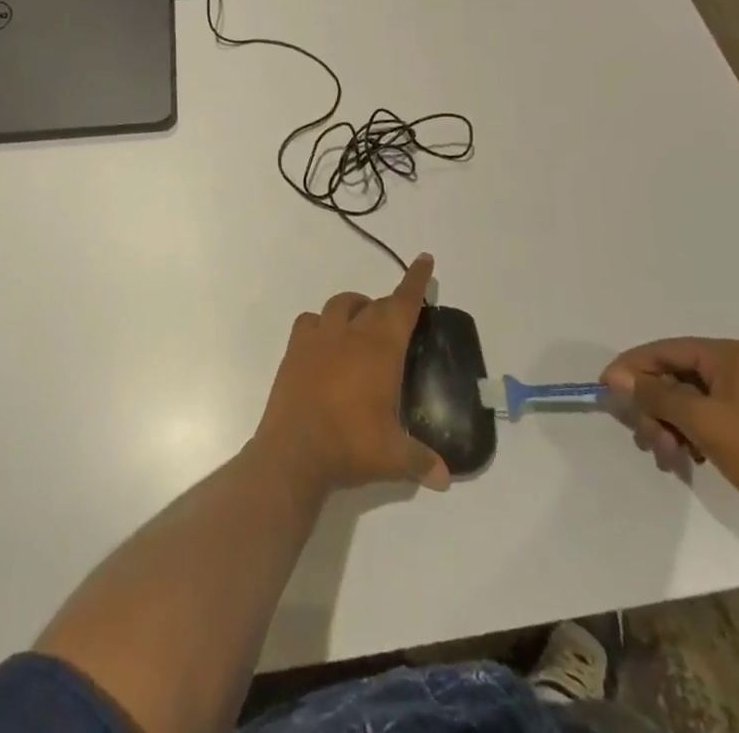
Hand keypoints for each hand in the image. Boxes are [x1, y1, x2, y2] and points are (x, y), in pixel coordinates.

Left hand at [252, 254, 449, 496]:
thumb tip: (445, 478)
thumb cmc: (350, 446)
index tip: (424, 259)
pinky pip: (309, 321)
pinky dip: (321, 322)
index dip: (415, 282)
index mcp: (379, 349)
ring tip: (363, 324)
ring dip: (355, 307)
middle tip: (399, 320)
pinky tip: (325, 340)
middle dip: (389, 306)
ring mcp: (318, 338)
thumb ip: (422, 461)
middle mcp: (349, 334)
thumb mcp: (394, 457)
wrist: (294, 451)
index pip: (402, 306)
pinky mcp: (294, 349)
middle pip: (374, 305)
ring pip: (339, 304)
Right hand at [600, 338, 738, 536]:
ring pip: (691, 400)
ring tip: (665, 455)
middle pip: (677, 376)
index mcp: (732, 354)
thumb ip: (656, 394)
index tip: (605, 388)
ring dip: (670, 424)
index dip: (632, 367)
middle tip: (642, 437)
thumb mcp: (703, 421)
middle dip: (654, 406)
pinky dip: (691, 433)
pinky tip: (685, 457)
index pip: (667, 350)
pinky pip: (710, 416)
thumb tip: (618, 378)